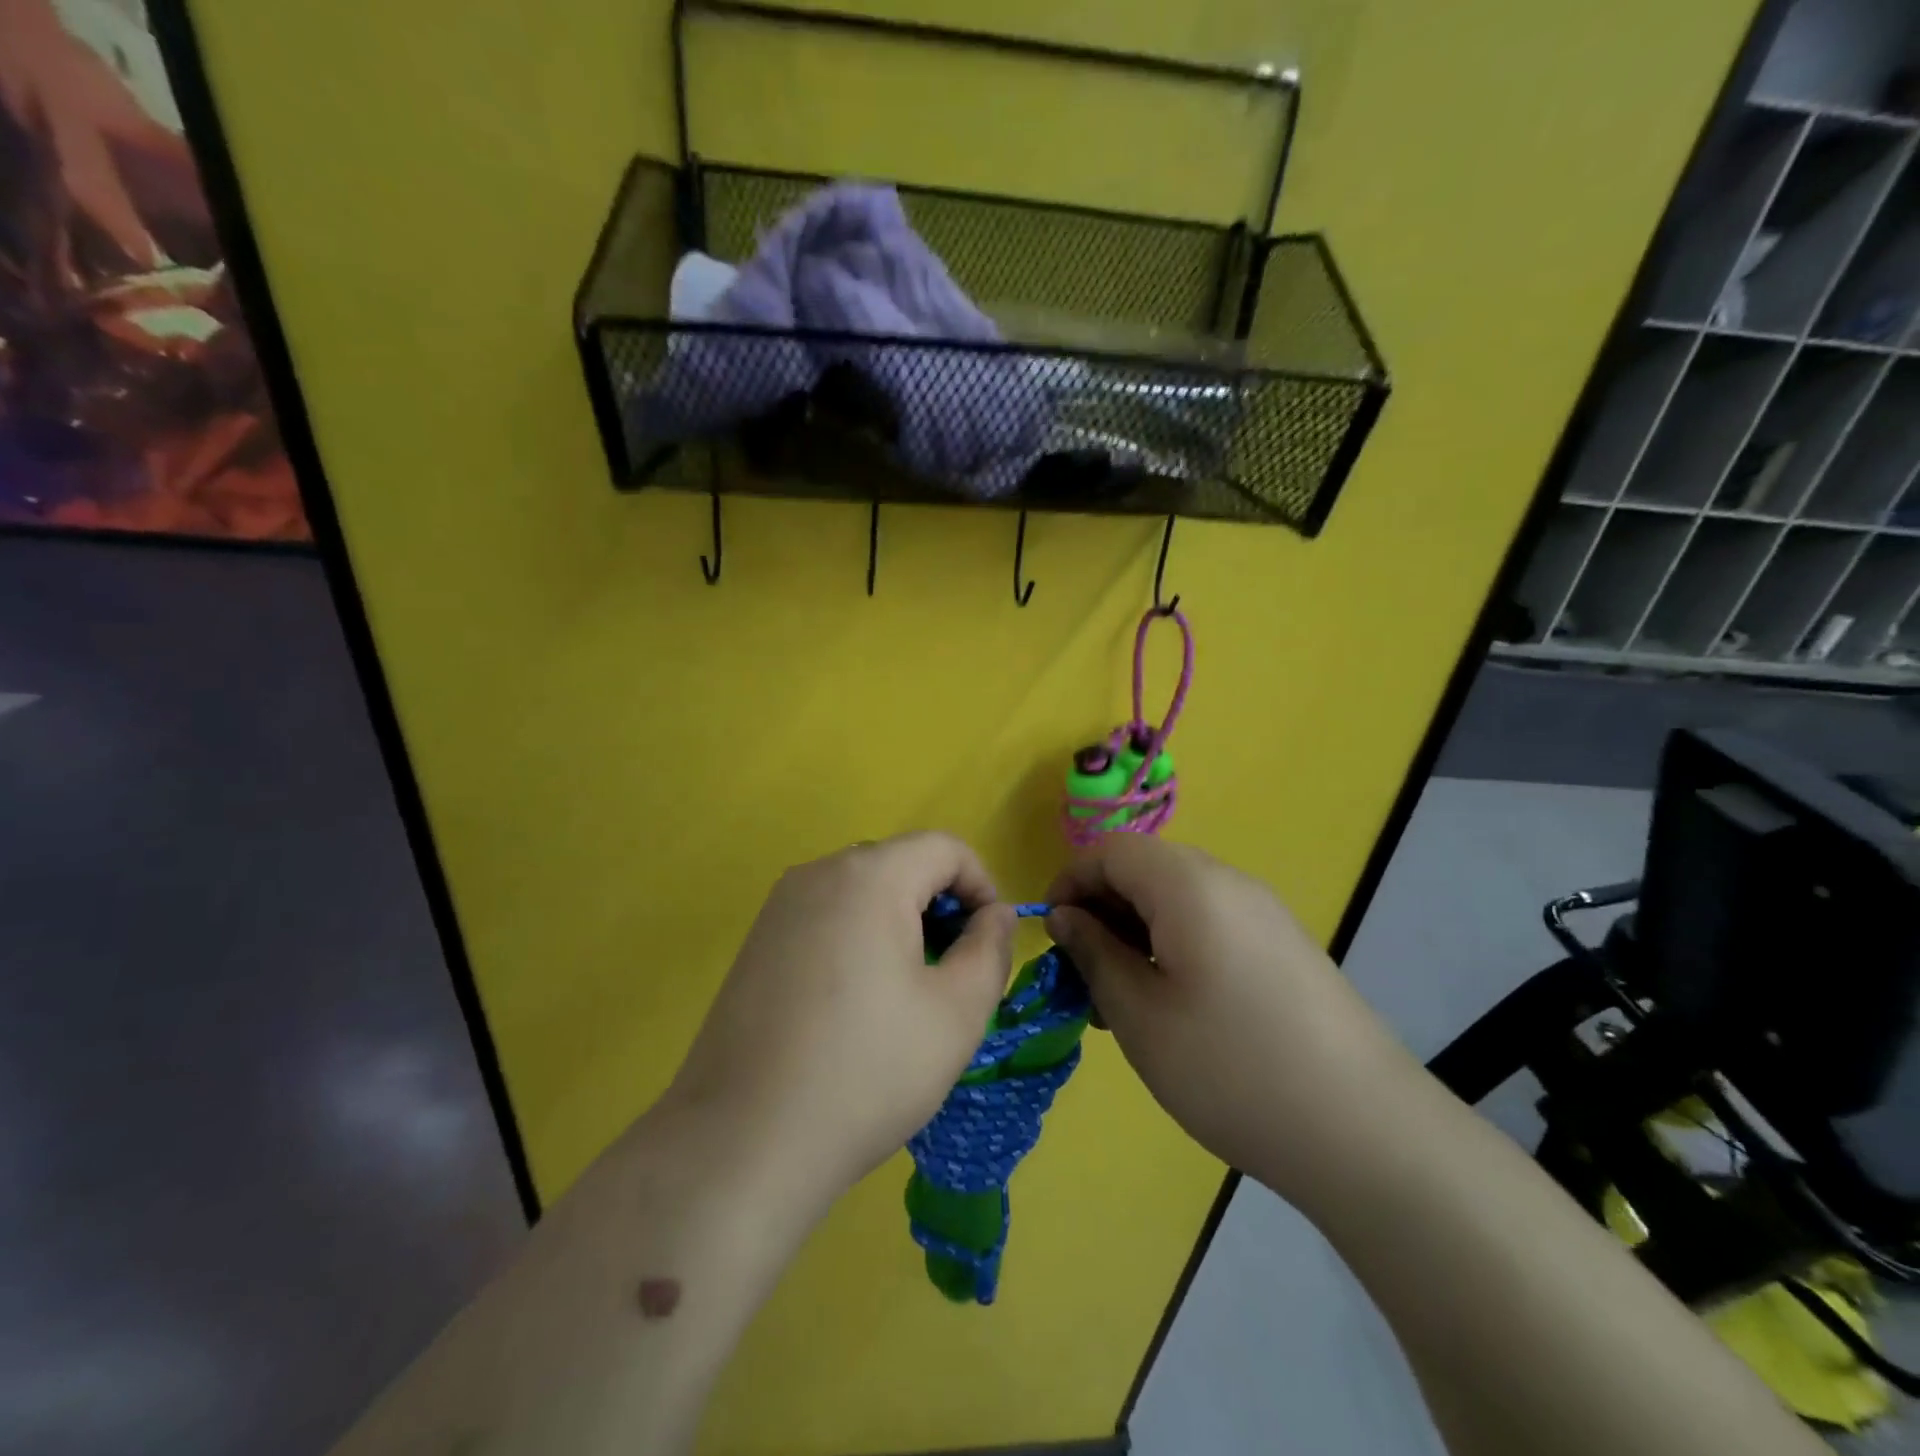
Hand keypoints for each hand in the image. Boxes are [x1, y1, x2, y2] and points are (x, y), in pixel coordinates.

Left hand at [663, 833, 1015, 1212]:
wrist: (744, 1142)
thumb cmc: (867, 1071)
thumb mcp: (957, 1014)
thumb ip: (990, 949)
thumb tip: (995, 914)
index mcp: (870, 877)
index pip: (944, 848)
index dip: (981, 886)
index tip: (988, 943)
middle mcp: (819, 873)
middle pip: (901, 864)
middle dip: (939, 906)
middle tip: (950, 973)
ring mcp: (780, 906)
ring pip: (863, 890)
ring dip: (899, 922)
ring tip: (906, 993)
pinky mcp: (758, 940)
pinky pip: (827, 915)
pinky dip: (858, 937)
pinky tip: (855, 1004)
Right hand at [1045, 836, 1419, 1206]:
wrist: (1366, 1132)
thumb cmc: (1232, 1069)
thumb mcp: (1140, 1016)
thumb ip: (1094, 955)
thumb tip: (1064, 917)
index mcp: (1189, 885)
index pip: (1111, 851)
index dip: (1070, 882)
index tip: (1050, 935)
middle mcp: (1229, 882)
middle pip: (1144, 870)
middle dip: (1102, 911)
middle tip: (1085, 977)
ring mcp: (1263, 913)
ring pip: (1176, 899)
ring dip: (1135, 933)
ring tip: (1123, 1000)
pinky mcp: (1282, 946)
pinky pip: (1209, 923)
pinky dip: (1173, 946)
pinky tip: (1172, 1006)